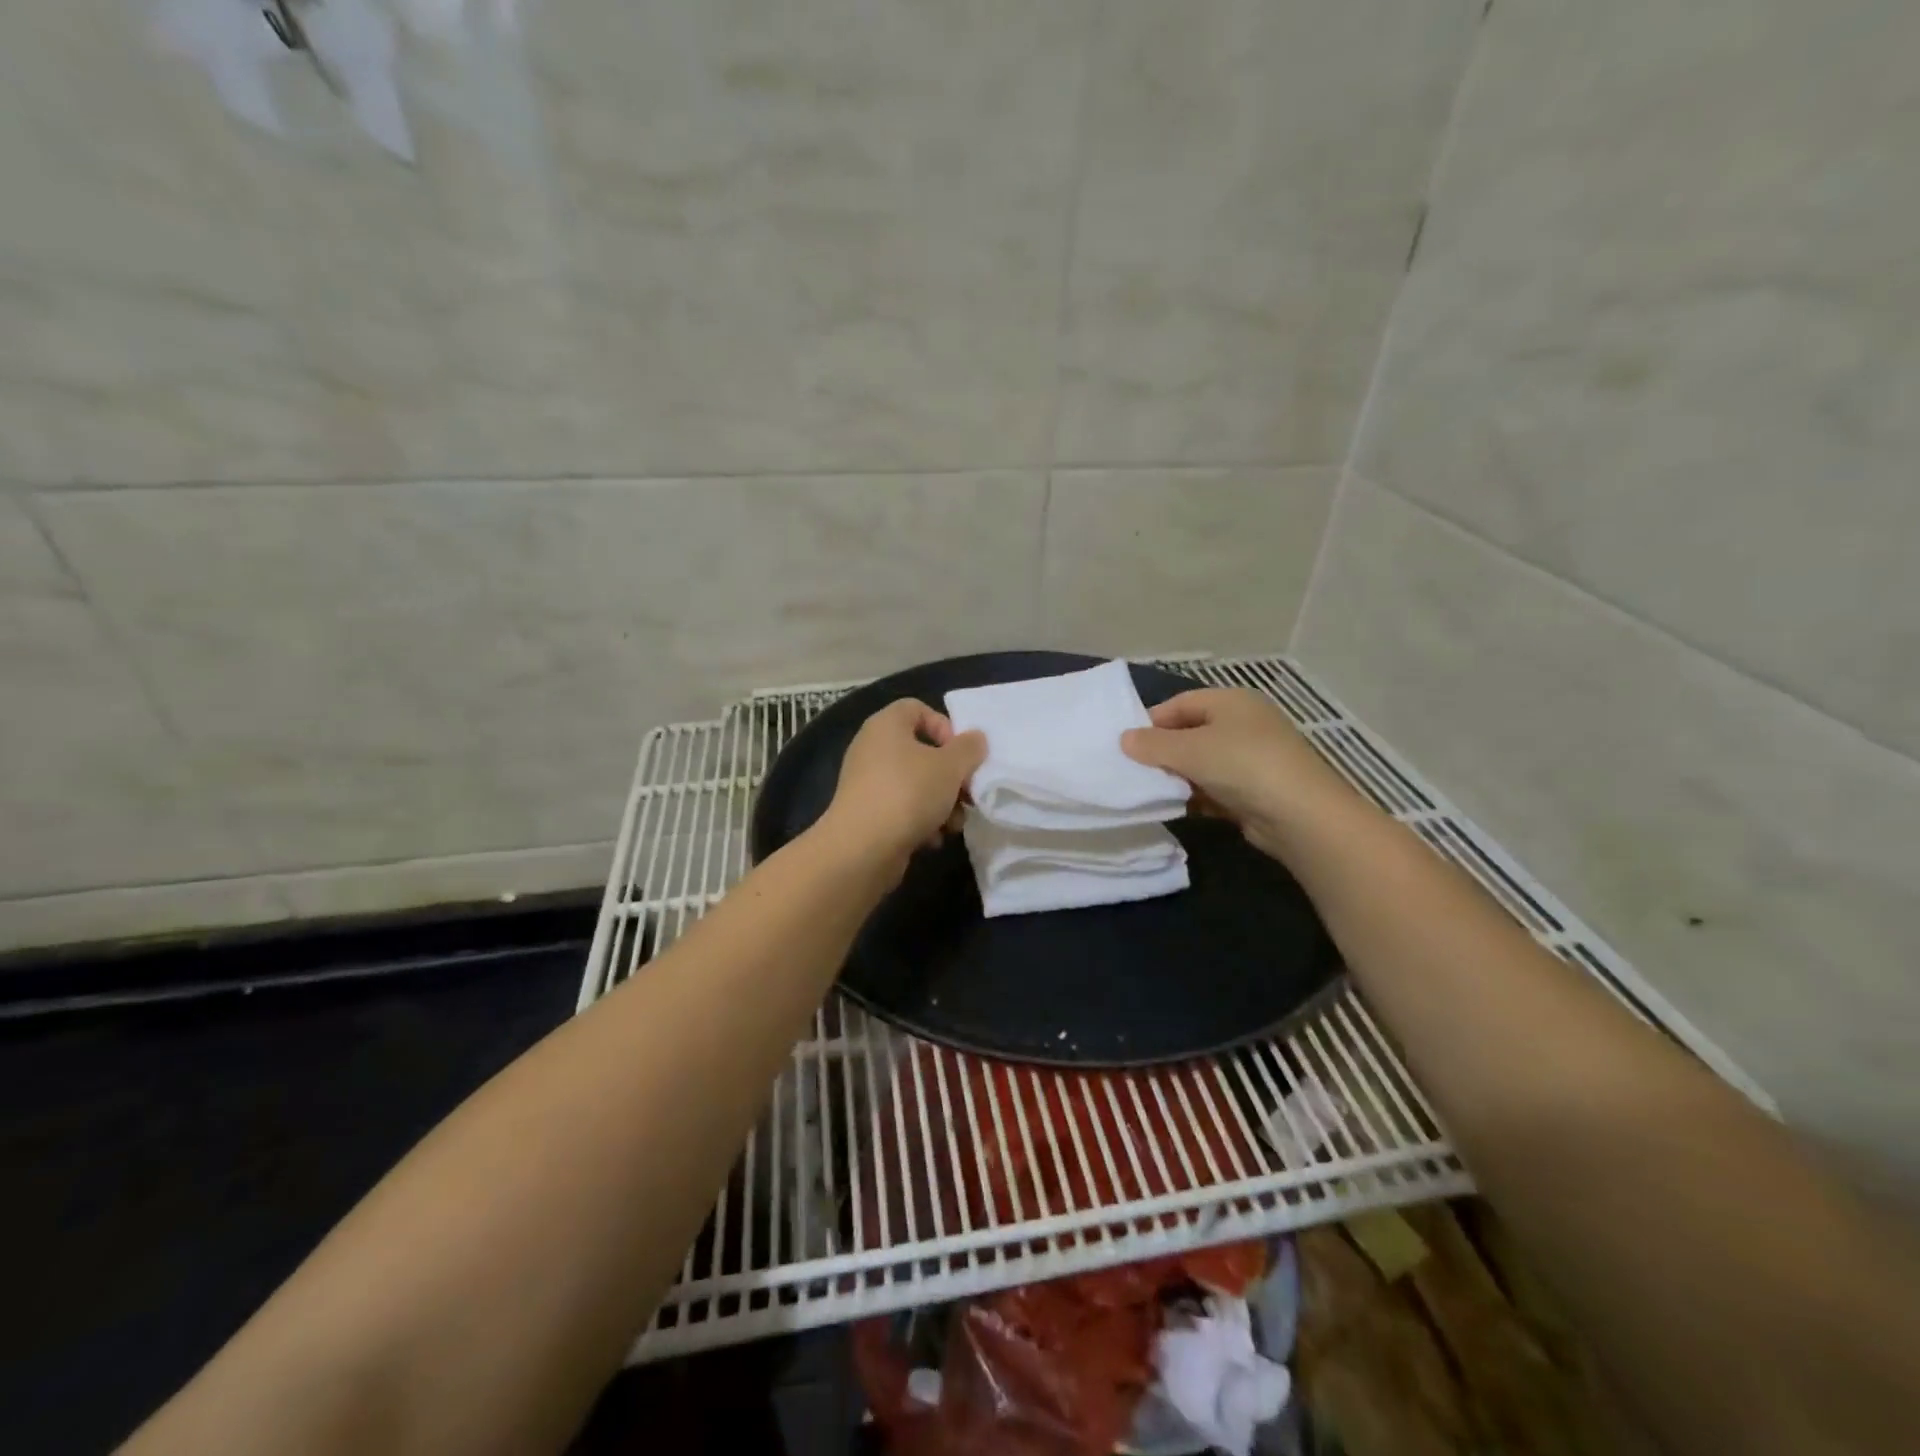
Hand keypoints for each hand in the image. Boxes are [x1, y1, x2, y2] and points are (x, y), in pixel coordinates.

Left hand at [818, 699, 986, 875]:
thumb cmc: (909, 794)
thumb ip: (969, 748)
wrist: (862, 848)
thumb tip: (975, 739)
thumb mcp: (950, 767)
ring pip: (915, 784)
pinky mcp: (867, 813)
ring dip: (941, 803)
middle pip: (921, 751)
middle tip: (967, 795)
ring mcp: (867, 782)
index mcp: (886, 725)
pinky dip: (920, 821)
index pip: (917, 708)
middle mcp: (872, 748)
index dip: (944, 726)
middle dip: (950, 776)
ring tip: (953, 825)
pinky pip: (901, 808)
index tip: (961, 754)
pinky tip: (931, 839)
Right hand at [1121, 688, 1353, 858]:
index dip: (1151, 721)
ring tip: (1150, 791)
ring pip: (1201, 763)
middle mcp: (1243, 724)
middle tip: (1134, 770)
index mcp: (1231, 701)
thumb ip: (1152, 744)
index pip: (1180, 704)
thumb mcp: (1189, 750)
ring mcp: (1251, 759)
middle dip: (1162, 752)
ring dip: (1177, 777)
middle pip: (1190, 733)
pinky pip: (1214, 788)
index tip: (1126, 745)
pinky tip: (1177, 808)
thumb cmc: (1242, 765)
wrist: (1301, 815)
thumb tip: (1124, 739)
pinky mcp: (1254, 790)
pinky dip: (1195, 796)